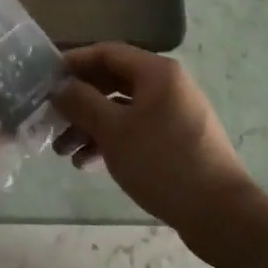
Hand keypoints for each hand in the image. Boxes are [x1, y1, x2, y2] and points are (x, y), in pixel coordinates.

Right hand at [51, 43, 256, 235]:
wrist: (221, 214)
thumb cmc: (163, 162)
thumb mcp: (114, 131)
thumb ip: (82, 103)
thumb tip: (60, 87)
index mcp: (157, 72)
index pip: (107, 53)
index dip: (75, 62)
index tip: (46, 78)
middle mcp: (168, 86)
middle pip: (113, 82)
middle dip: (80, 101)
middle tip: (52, 118)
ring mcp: (175, 114)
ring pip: (123, 109)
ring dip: (91, 126)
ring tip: (64, 152)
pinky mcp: (177, 141)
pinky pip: (137, 130)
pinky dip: (112, 141)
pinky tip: (88, 164)